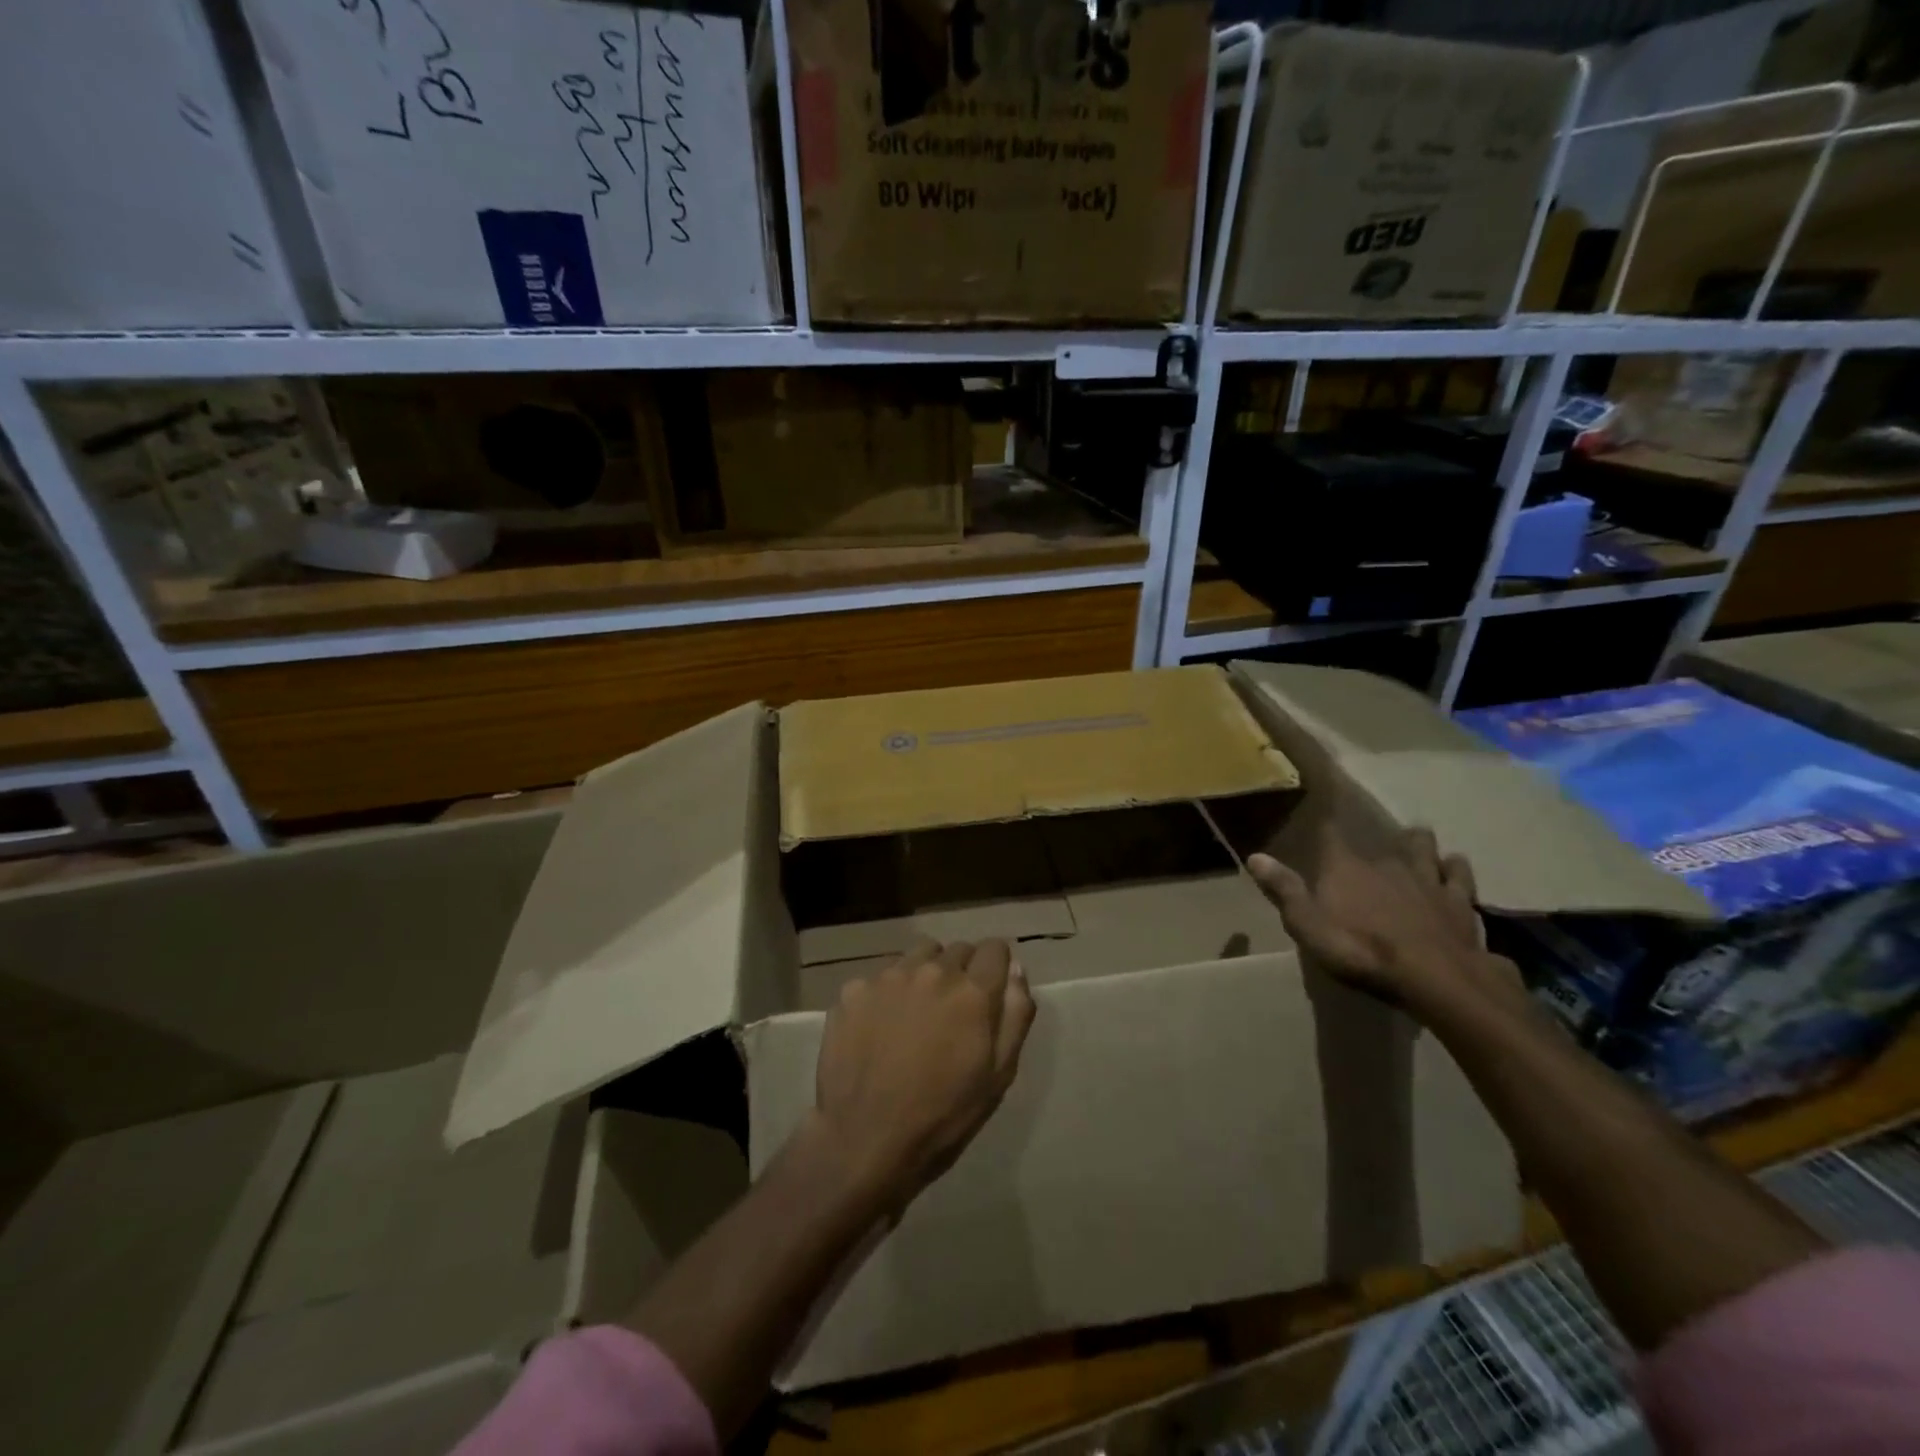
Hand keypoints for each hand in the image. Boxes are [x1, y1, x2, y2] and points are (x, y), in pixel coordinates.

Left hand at [812, 938, 1035, 1212]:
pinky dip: (886, 993)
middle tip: (952, 1013)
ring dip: (924, 974)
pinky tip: (879, 1027)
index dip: (996, 967)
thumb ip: (1015, 1014)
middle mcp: (931, 971)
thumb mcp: (998, 1075)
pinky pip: (880, 976)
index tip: (990, 992)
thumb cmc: (942, 1115)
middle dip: (962, 972)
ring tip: (916, 1014)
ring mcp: (888, 977)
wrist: (864, 1140)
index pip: (995, 949)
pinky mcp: (854, 989)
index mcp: (971, 992)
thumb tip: (1015, 969)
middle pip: (957, 950)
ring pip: (918, 955)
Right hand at [1248, 824, 1524, 1017]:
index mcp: (1346, 868)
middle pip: (1382, 841)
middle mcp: (1386, 863)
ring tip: (1418, 841)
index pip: (1331, 835)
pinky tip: (1455, 866)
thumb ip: (1284, 891)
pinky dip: (1455, 869)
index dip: (1326, 823)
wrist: (1436, 979)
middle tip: (1373, 840)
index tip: (1323, 814)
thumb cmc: (1362, 952)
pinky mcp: (1460, 902)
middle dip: (1376, 839)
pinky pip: (1459, 875)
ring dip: (1420, 844)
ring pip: (1425, 849)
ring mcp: (1428, 880)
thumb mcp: (1308, 927)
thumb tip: (1254, 856)